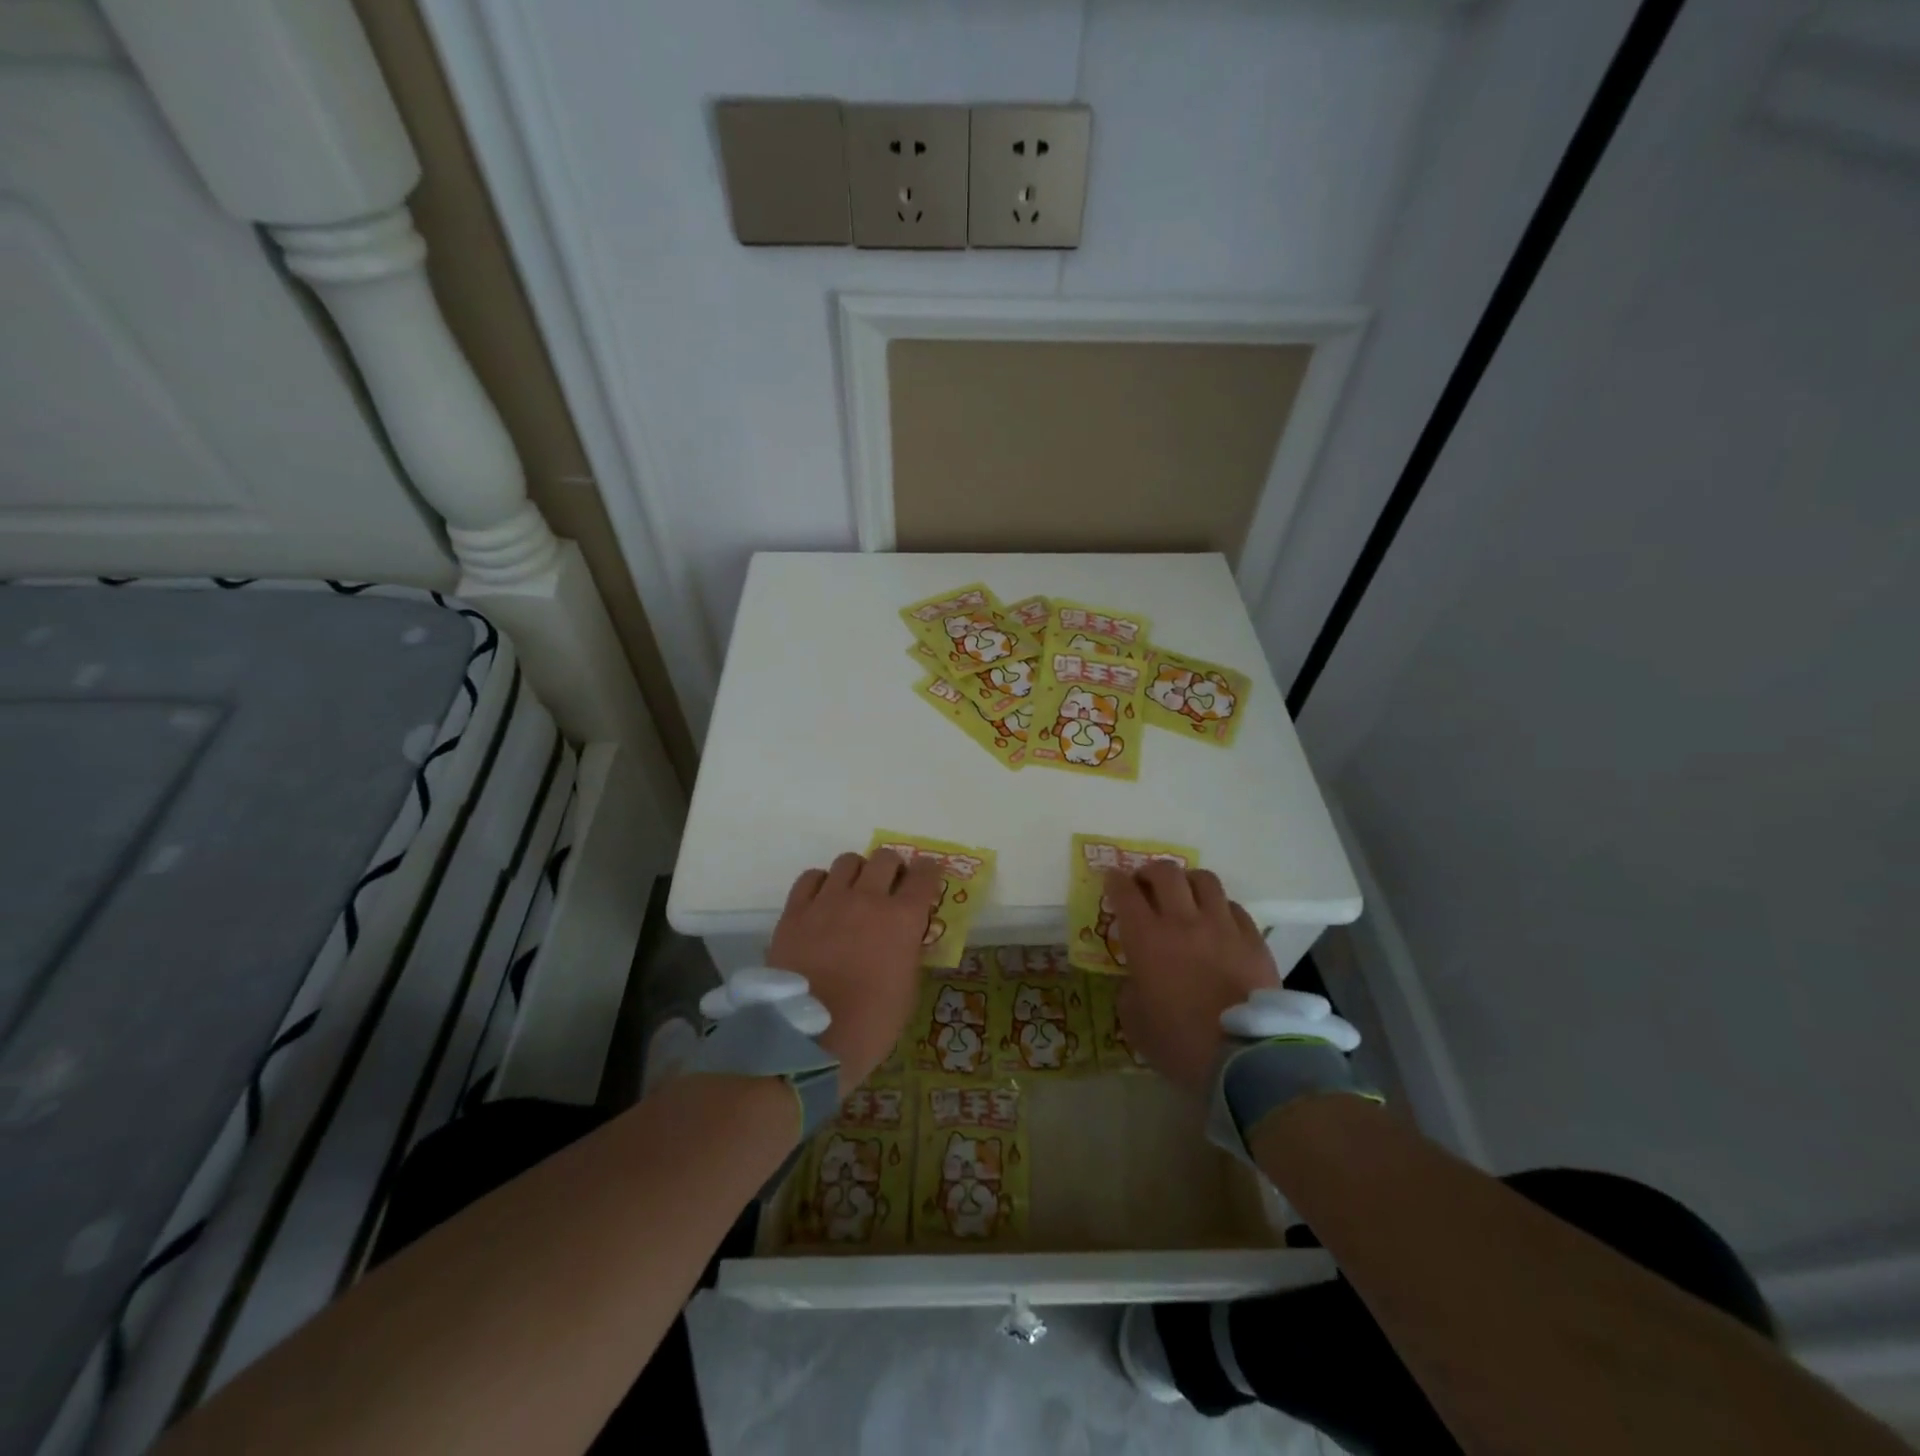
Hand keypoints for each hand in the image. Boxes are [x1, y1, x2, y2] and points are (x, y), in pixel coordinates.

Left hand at [768, 850, 942, 1091]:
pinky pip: (811, 877)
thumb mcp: (907, 991)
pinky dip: (822, 883)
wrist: (807, 1041)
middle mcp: (867, 899)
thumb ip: (908, 953)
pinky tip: (823, 900)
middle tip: (891, 887)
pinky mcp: (795, 911)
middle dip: (894, 868)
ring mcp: (827, 901)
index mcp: (902, 919)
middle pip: (886, 858)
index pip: (925, 875)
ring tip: (855, 892)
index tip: (928, 877)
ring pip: (848, 861)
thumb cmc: (869, 1025)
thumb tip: (905, 937)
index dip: (929, 872)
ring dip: (859, 872)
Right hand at [1108, 863, 1280, 1097]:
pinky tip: (1218, 923)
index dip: (1114, 880)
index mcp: (1146, 939)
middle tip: (1145, 885)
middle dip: (1149, 872)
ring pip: (1204, 879)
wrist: (1245, 1059)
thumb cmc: (1180, 1044)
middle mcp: (1183, 921)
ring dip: (1188, 882)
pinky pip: (1234, 907)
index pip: (1124, 892)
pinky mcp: (1253, 939)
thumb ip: (1129, 989)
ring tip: (1185, 895)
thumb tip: (1136, 978)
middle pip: (1165, 873)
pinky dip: (1220, 907)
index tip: (1111, 879)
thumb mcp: (1135, 1022)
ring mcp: (1222, 926)